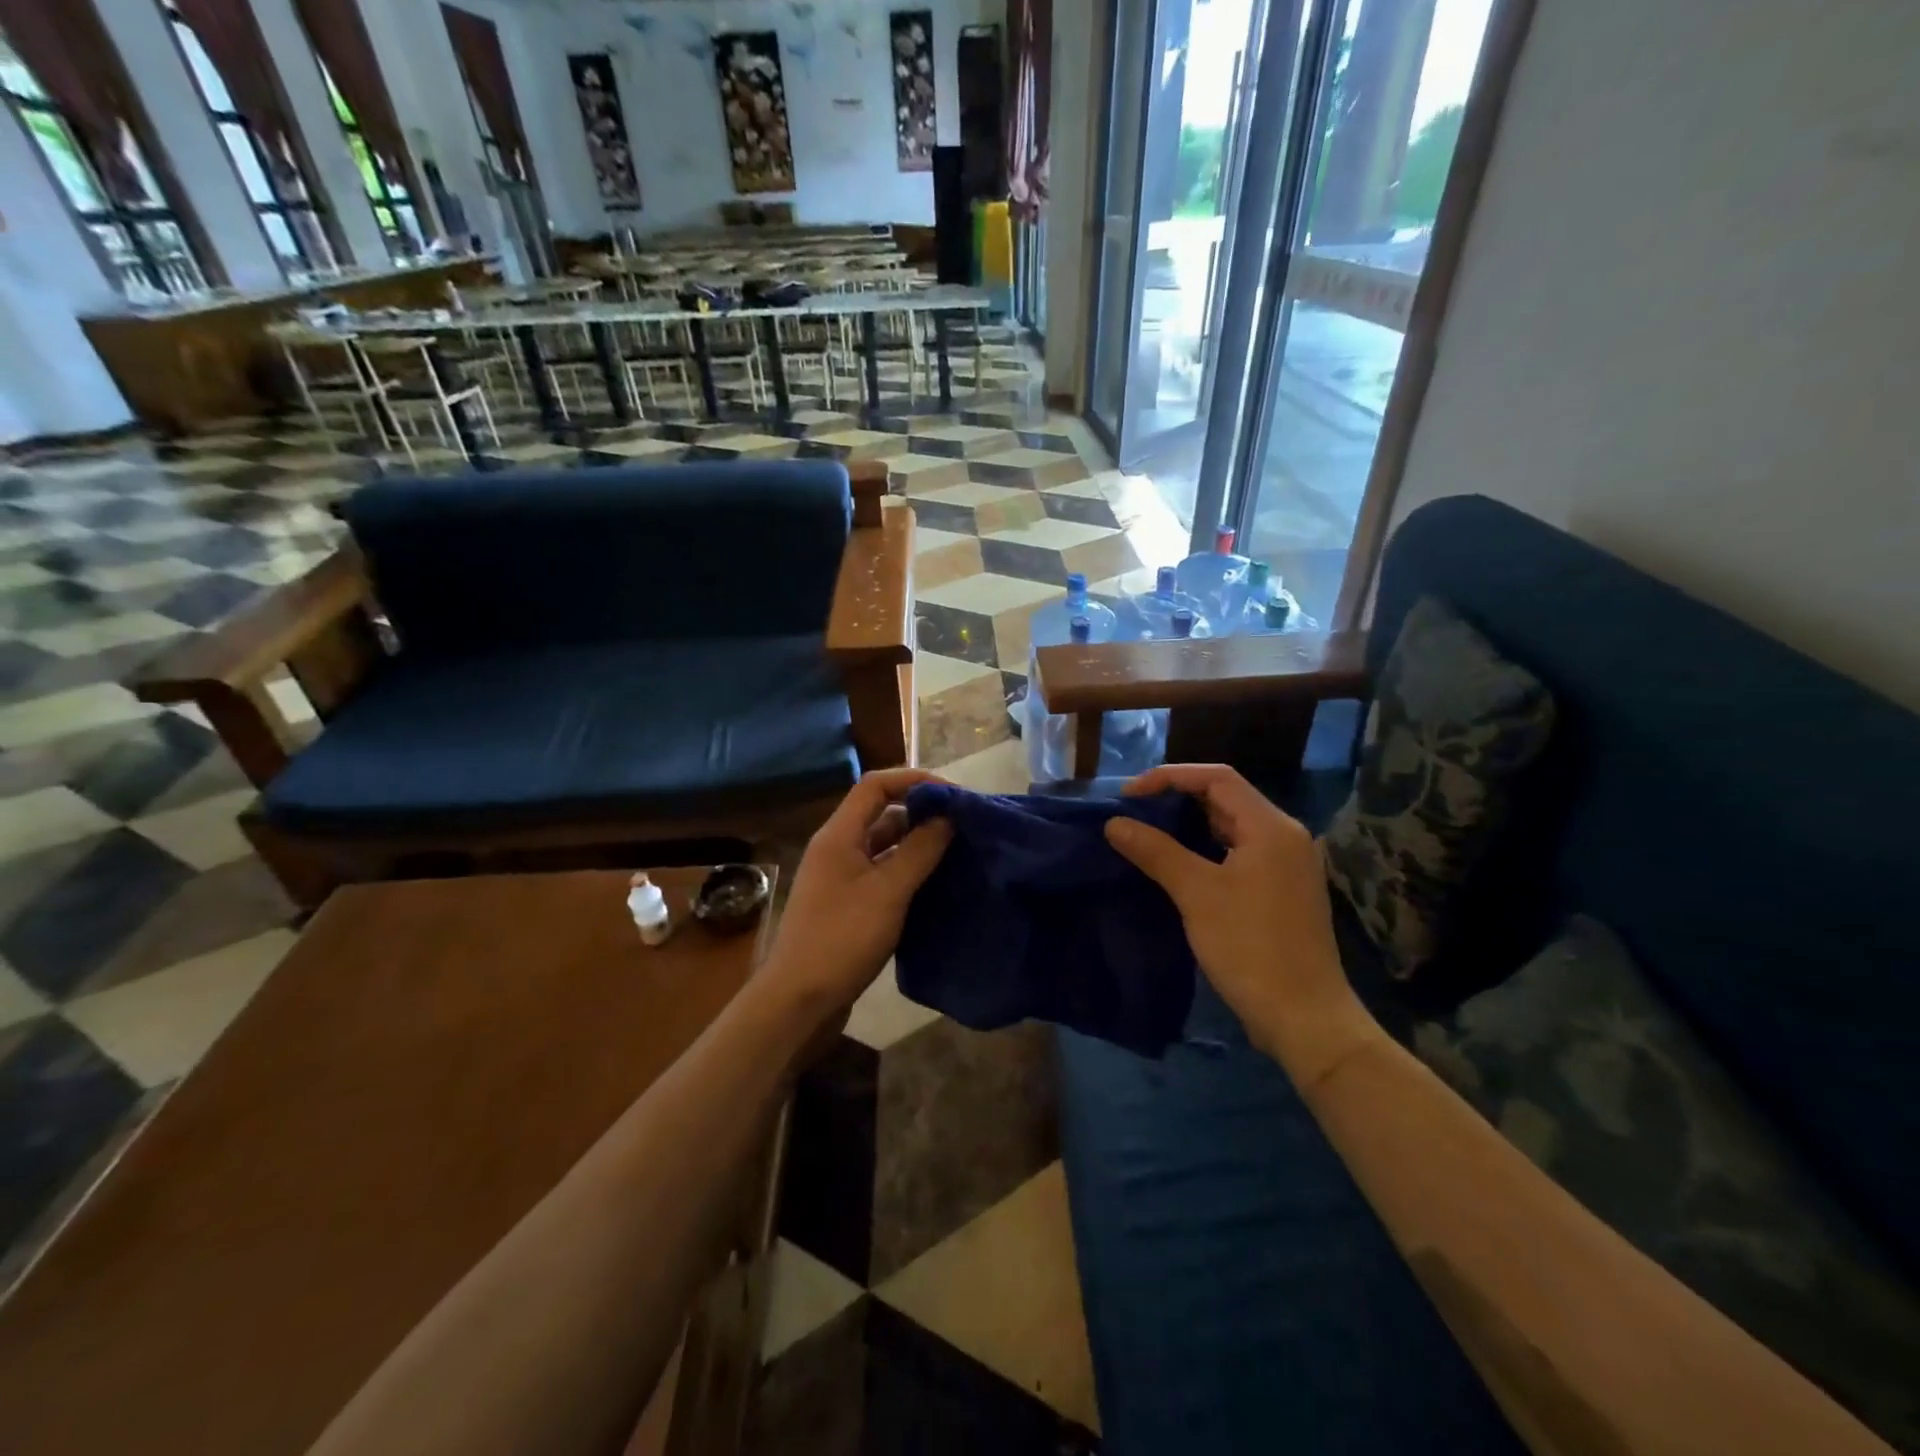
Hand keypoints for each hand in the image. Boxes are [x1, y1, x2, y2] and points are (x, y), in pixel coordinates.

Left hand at [760, 767, 953, 1019]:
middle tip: (961, 823)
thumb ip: (919, 850)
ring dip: (915, 843)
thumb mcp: (888, 891)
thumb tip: (947, 816)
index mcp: (838, 835)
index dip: (913, 780)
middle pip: (880, 814)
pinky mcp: (846, 905)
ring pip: (882, 846)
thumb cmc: (842, 938)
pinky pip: (880, 874)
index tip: (951, 794)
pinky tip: (933, 884)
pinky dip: (906, 871)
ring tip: (955, 851)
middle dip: (919, 812)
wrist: (798, 1001)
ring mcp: (839, 878)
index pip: (875, 786)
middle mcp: (836, 849)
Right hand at [1105, 764, 1375, 1083]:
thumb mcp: (1197, 894)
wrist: (1304, 1018)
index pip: (1216, 777)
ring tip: (1146, 833)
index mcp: (1271, 827)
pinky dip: (1205, 849)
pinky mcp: (1281, 890)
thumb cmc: (1250, 948)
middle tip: (1133, 812)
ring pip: (1231, 827)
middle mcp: (1284, 836)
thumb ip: (1155, 851)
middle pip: (1226, 798)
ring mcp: (1286, 865)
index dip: (1169, 777)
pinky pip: (1238, 853)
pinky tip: (1177, 864)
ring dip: (1189, 825)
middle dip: (1177, 798)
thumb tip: (1113, 823)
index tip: (1129, 795)